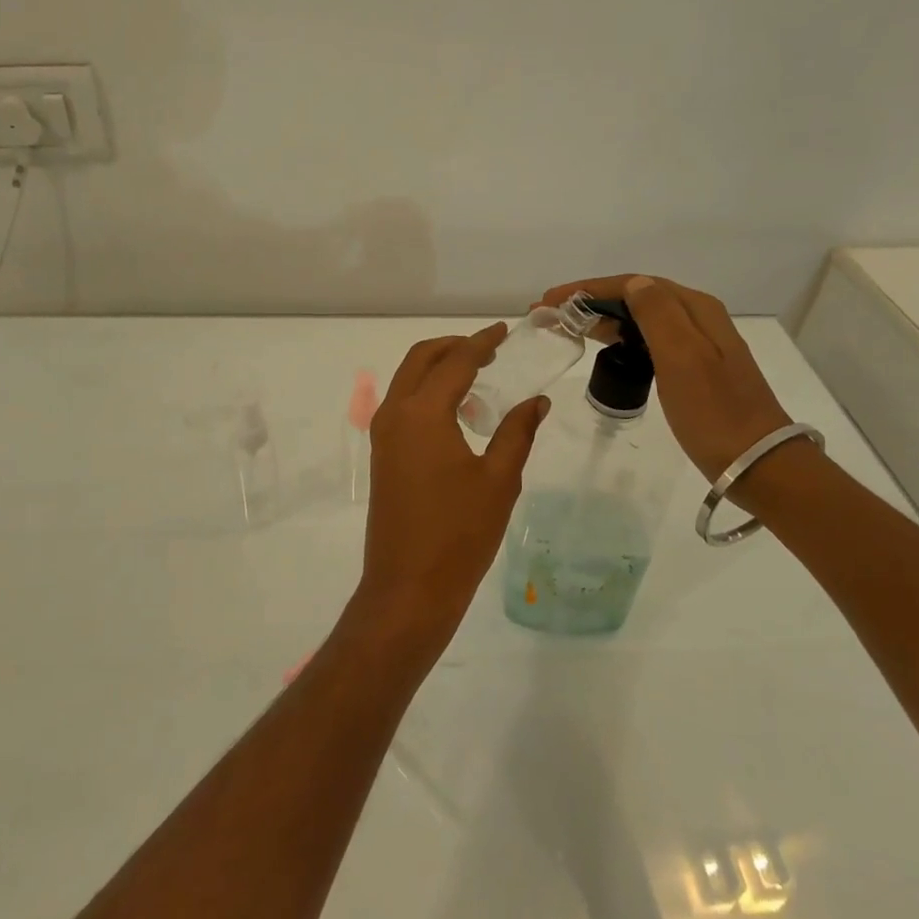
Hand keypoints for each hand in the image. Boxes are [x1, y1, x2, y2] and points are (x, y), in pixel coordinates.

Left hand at [358, 323, 547, 648]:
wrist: (408, 587)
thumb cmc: (459, 534)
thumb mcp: (499, 480)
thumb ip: (517, 431)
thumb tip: (536, 400)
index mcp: (423, 413)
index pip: (455, 361)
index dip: (481, 342)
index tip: (504, 330)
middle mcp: (395, 414)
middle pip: (420, 359)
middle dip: (454, 347)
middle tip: (490, 350)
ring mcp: (383, 435)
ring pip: (407, 381)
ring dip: (438, 369)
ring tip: (479, 380)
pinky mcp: (383, 455)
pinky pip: (403, 405)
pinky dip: (427, 394)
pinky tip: (459, 415)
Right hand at [537, 275, 792, 485]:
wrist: (757, 463)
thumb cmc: (714, 411)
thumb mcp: (683, 357)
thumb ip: (657, 314)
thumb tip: (633, 282)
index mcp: (696, 309)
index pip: (634, 284)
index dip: (589, 288)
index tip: (550, 300)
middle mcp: (698, 319)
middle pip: (637, 297)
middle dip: (592, 300)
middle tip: (551, 314)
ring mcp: (698, 345)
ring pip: (642, 319)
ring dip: (604, 318)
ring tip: (568, 328)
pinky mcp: (694, 370)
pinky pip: (649, 341)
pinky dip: (621, 338)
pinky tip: (606, 349)